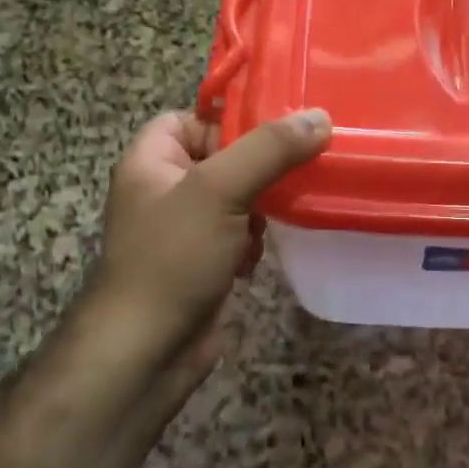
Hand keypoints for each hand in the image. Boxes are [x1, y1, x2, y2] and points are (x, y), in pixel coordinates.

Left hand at [75, 107, 330, 409]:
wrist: (148, 350)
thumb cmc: (174, 258)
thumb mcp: (220, 190)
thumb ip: (269, 149)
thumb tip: (320, 117)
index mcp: (150, 161)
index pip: (191, 118)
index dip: (229, 121)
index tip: (274, 133)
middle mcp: (163, 190)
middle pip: (222, 158)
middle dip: (258, 170)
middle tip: (295, 171)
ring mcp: (183, 230)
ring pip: (236, 198)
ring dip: (260, 209)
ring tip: (274, 219)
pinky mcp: (202, 262)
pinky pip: (236, 234)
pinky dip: (252, 241)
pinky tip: (256, 258)